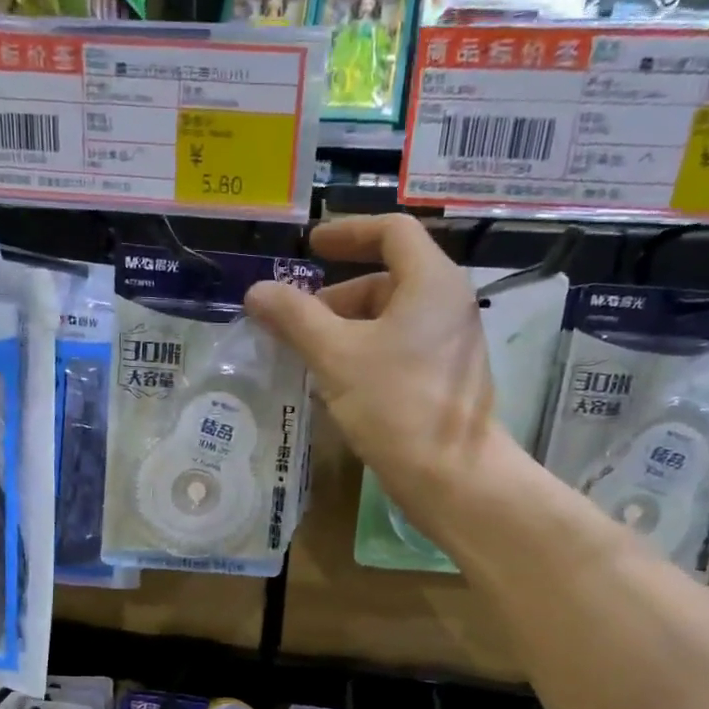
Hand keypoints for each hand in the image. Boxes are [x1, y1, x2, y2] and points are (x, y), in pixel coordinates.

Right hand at [244, 214, 500, 530]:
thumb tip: (257, 291)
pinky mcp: (444, 379)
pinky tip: (335, 384)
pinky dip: (364, 354)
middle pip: (386, 280)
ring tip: (308, 358)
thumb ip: (295, 317)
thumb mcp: (336, 356)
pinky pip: (398, 349)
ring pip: (390, 319)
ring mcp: (450, 344)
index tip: (310, 248)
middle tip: (296, 323)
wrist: (451, 477)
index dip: (347, 232)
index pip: (391, 232)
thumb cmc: (396, 405)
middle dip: (336, 297)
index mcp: (432, 282)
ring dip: (345, 330)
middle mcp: (448, 304)